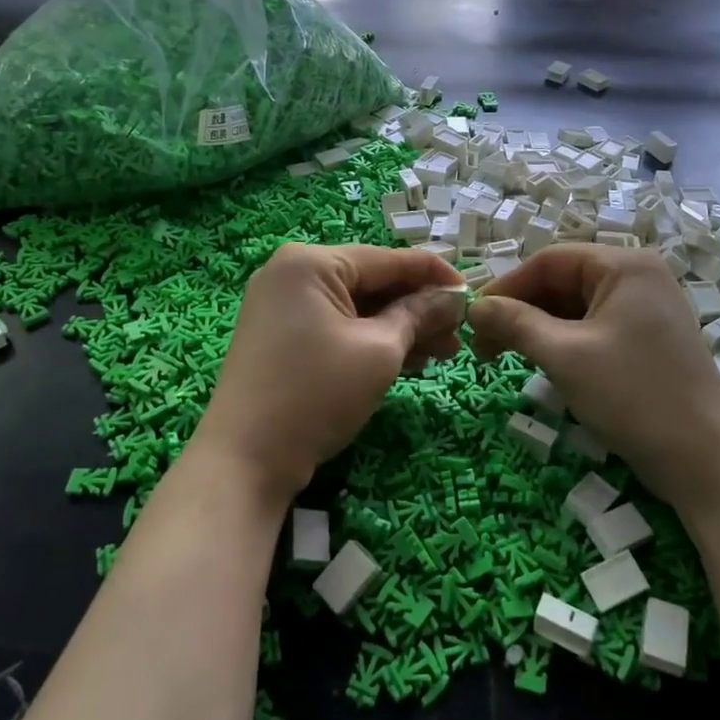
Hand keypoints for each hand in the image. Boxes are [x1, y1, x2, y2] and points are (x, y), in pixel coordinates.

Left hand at [197, 243, 463, 498]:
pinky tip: (408, 361)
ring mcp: (283, 305)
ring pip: (357, 307)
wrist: (244, 460)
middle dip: (419, 309)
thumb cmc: (316, 394)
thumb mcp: (379, 351)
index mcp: (311, 262)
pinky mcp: (282, 335)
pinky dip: (371, 340)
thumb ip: (419, 315)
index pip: (389, 259)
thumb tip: (453, 297)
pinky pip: (338, 325)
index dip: (436, 275)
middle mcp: (293, 273)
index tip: (475, 294)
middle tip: (459, 337)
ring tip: (442, 355)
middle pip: (373, 282)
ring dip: (400, 328)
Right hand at [470, 245, 719, 506]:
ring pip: (575, 307)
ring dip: (538, 329)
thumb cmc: (634, 396)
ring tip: (506, 357)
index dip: (506, 287)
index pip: (549, 261)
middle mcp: (638, 277)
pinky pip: (594, 328)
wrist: (706, 462)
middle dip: (520, 310)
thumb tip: (473, 307)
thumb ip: (515, 323)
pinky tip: (543, 364)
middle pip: (562, 282)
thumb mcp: (565, 355)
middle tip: (484, 346)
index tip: (474, 319)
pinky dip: (563, 342)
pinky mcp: (648, 340)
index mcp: (624, 266)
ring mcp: (647, 310)